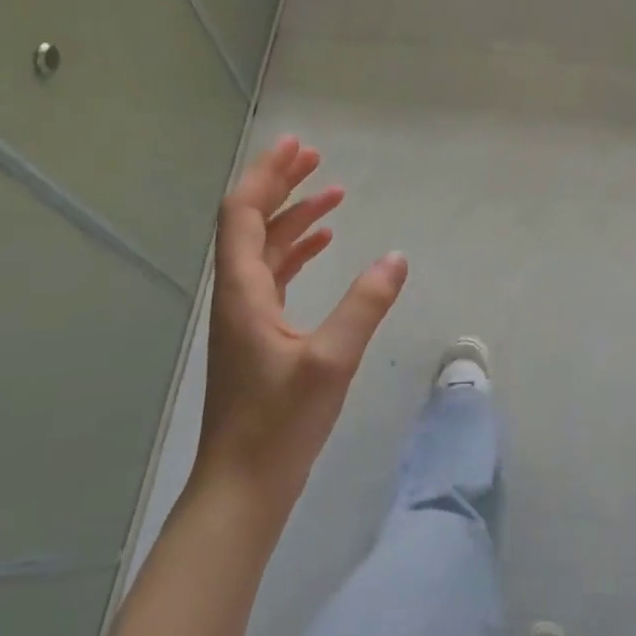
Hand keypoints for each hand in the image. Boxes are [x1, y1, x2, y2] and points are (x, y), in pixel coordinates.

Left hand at [200, 136, 407, 495]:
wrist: (243, 488)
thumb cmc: (280, 425)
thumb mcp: (331, 361)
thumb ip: (364, 305)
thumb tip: (396, 257)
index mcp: (244, 293)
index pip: (242, 215)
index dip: (267, 177)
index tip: (297, 147)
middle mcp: (238, 296)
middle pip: (251, 224)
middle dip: (281, 186)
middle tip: (316, 157)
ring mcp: (247, 317)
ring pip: (265, 249)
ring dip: (294, 218)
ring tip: (332, 194)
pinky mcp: (260, 336)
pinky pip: (276, 276)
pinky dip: (299, 252)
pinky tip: (326, 246)